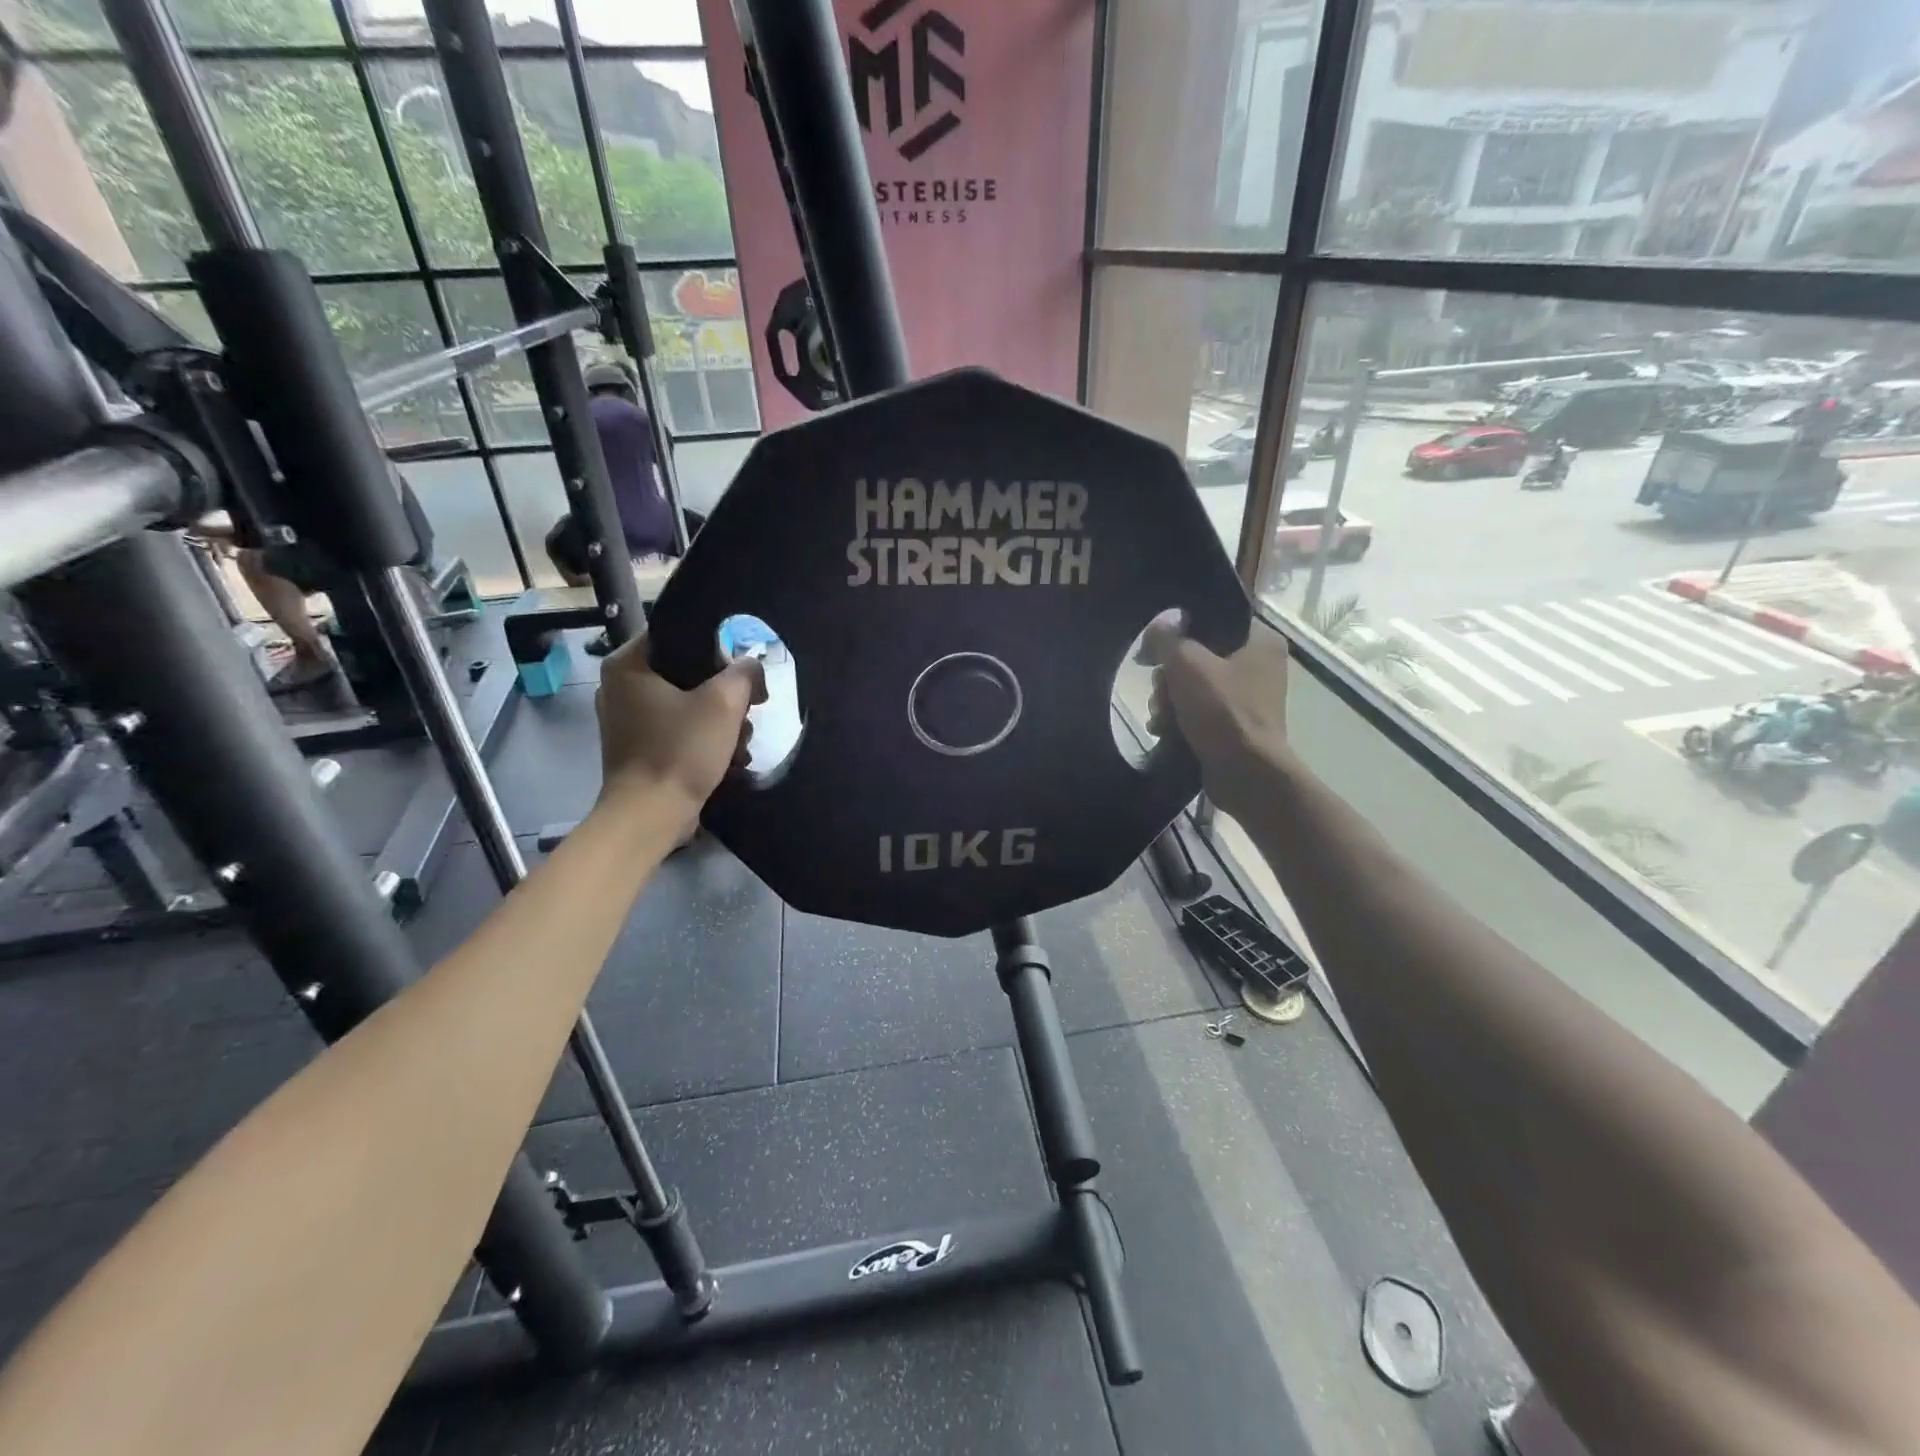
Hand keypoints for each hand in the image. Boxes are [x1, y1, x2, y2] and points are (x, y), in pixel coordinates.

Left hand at [594, 633, 765, 818]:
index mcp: (628, 664)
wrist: (650, 816)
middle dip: (725, 695)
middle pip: (689, 671)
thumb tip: (750, 667)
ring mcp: (628, 718)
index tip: (742, 678)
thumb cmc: (681, 751)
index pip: (680, 634)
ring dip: (722, 721)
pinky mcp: (640, 746)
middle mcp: (620, 685)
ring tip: (740, 745)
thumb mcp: (724, 703)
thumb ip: (745, 672)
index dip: (718, 651)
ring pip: (689, 702)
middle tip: (747, 714)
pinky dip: (705, 739)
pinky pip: (680, 727)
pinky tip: (728, 758)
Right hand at [1140, 617, 1290, 817]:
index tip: (1154, 649)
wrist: (1246, 773)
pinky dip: (1179, 720)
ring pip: (1192, 686)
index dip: (1178, 631)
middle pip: (1197, 657)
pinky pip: (1198, 711)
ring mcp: (1247, 698)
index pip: (1212, 619)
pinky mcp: (1234, 725)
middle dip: (1169, 678)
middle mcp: (1258, 665)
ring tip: (1161, 718)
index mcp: (1260, 640)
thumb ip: (1168, 637)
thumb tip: (1161, 624)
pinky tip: (1164, 731)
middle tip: (1161, 692)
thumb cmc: (1222, 711)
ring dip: (1168, 701)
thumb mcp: (1187, 664)